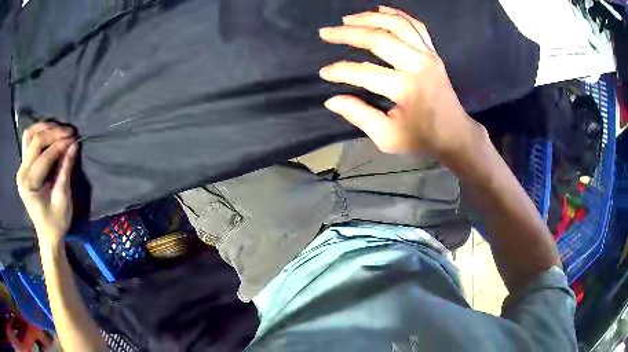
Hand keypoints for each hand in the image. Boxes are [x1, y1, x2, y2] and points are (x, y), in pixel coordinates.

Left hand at [16, 122, 77, 248]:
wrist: (47, 234)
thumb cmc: (56, 222)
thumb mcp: (63, 199)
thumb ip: (65, 170)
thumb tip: (74, 145)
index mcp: (29, 184)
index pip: (45, 154)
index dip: (60, 144)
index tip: (75, 138)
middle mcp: (22, 173)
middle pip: (36, 140)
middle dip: (53, 132)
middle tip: (70, 132)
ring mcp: (21, 168)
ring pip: (30, 134)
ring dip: (44, 127)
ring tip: (58, 129)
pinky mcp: (23, 166)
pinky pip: (28, 140)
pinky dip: (38, 132)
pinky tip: (48, 133)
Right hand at [319, 6, 480, 157]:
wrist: (456, 135)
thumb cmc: (422, 139)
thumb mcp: (388, 137)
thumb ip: (360, 116)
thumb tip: (331, 100)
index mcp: (407, 88)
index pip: (365, 73)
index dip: (341, 71)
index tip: (324, 73)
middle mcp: (418, 64)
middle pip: (379, 38)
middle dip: (348, 33)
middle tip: (325, 32)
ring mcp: (428, 55)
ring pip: (397, 24)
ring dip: (370, 17)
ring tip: (347, 18)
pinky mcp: (433, 52)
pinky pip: (416, 25)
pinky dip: (398, 14)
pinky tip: (381, 9)